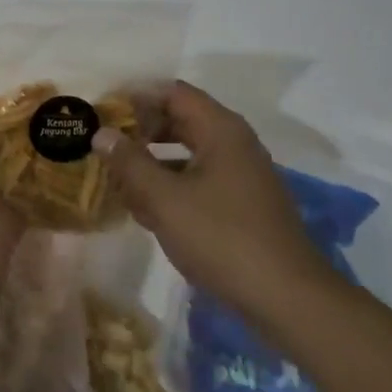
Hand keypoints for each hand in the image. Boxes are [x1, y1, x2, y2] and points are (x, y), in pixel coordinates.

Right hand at [97, 81, 340, 333]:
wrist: (288, 299)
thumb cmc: (222, 239)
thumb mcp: (164, 199)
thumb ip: (129, 162)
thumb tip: (102, 133)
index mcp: (220, 129)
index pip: (172, 92)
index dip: (135, 97)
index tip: (104, 113)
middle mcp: (234, 143)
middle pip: (180, 119)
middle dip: (141, 130)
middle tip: (106, 146)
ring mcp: (242, 174)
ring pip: (188, 152)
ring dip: (153, 161)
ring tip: (119, 180)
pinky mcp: (244, 204)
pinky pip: (200, 179)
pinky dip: (172, 185)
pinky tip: (148, 210)